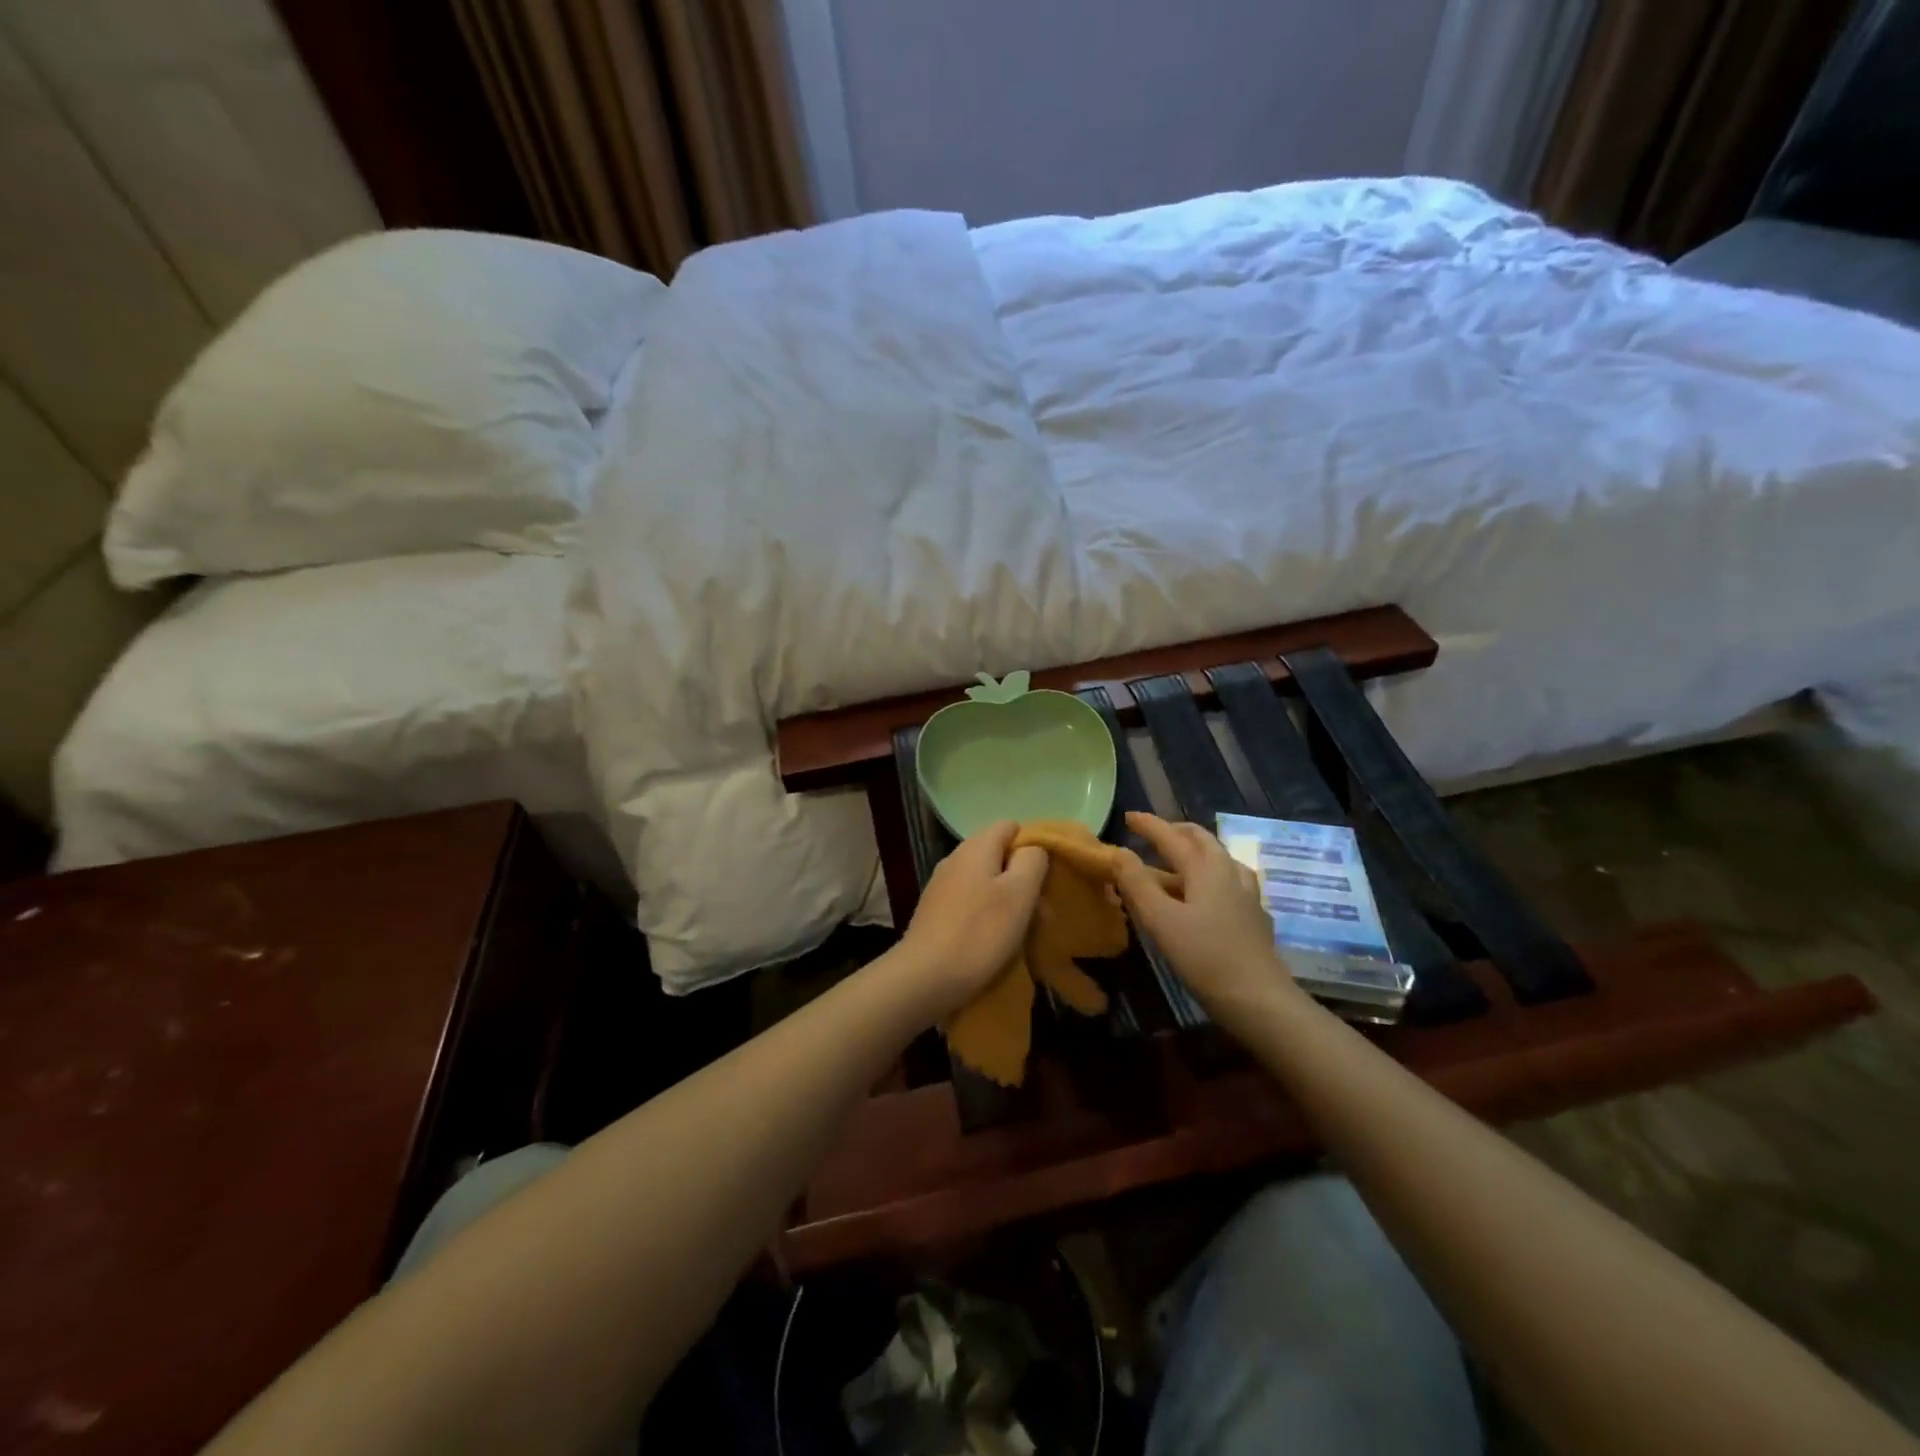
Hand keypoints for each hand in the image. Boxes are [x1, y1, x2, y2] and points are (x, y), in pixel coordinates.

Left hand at [896, 821, 1049, 1019]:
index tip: (1047, 876)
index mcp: (976, 847)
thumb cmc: (980, 933)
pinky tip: (993, 938)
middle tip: (1041, 910)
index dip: (1032, 845)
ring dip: (1006, 898)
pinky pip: (969, 900)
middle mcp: (955, 858)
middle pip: (997, 854)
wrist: (925, 977)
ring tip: (1022, 929)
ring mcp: (941, 884)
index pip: (1010, 826)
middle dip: (1022, 877)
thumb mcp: (1019, 894)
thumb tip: (1032, 849)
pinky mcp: (934, 910)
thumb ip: (1032, 861)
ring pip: (984, 879)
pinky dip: (985, 913)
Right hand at [1113, 812, 1298, 1022]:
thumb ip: (1136, 884)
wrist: (1259, 999)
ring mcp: (1246, 895)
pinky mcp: (1254, 917)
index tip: (1128, 816)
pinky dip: (1209, 875)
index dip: (1149, 825)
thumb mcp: (1160, 920)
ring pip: (1219, 859)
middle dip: (1176, 832)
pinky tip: (1207, 895)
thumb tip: (1117, 853)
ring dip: (1195, 852)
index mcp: (1205, 868)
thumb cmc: (1204, 957)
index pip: (1172, 836)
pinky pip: (1229, 881)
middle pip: (1202, 840)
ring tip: (1177, 861)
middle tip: (1153, 834)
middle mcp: (1229, 873)